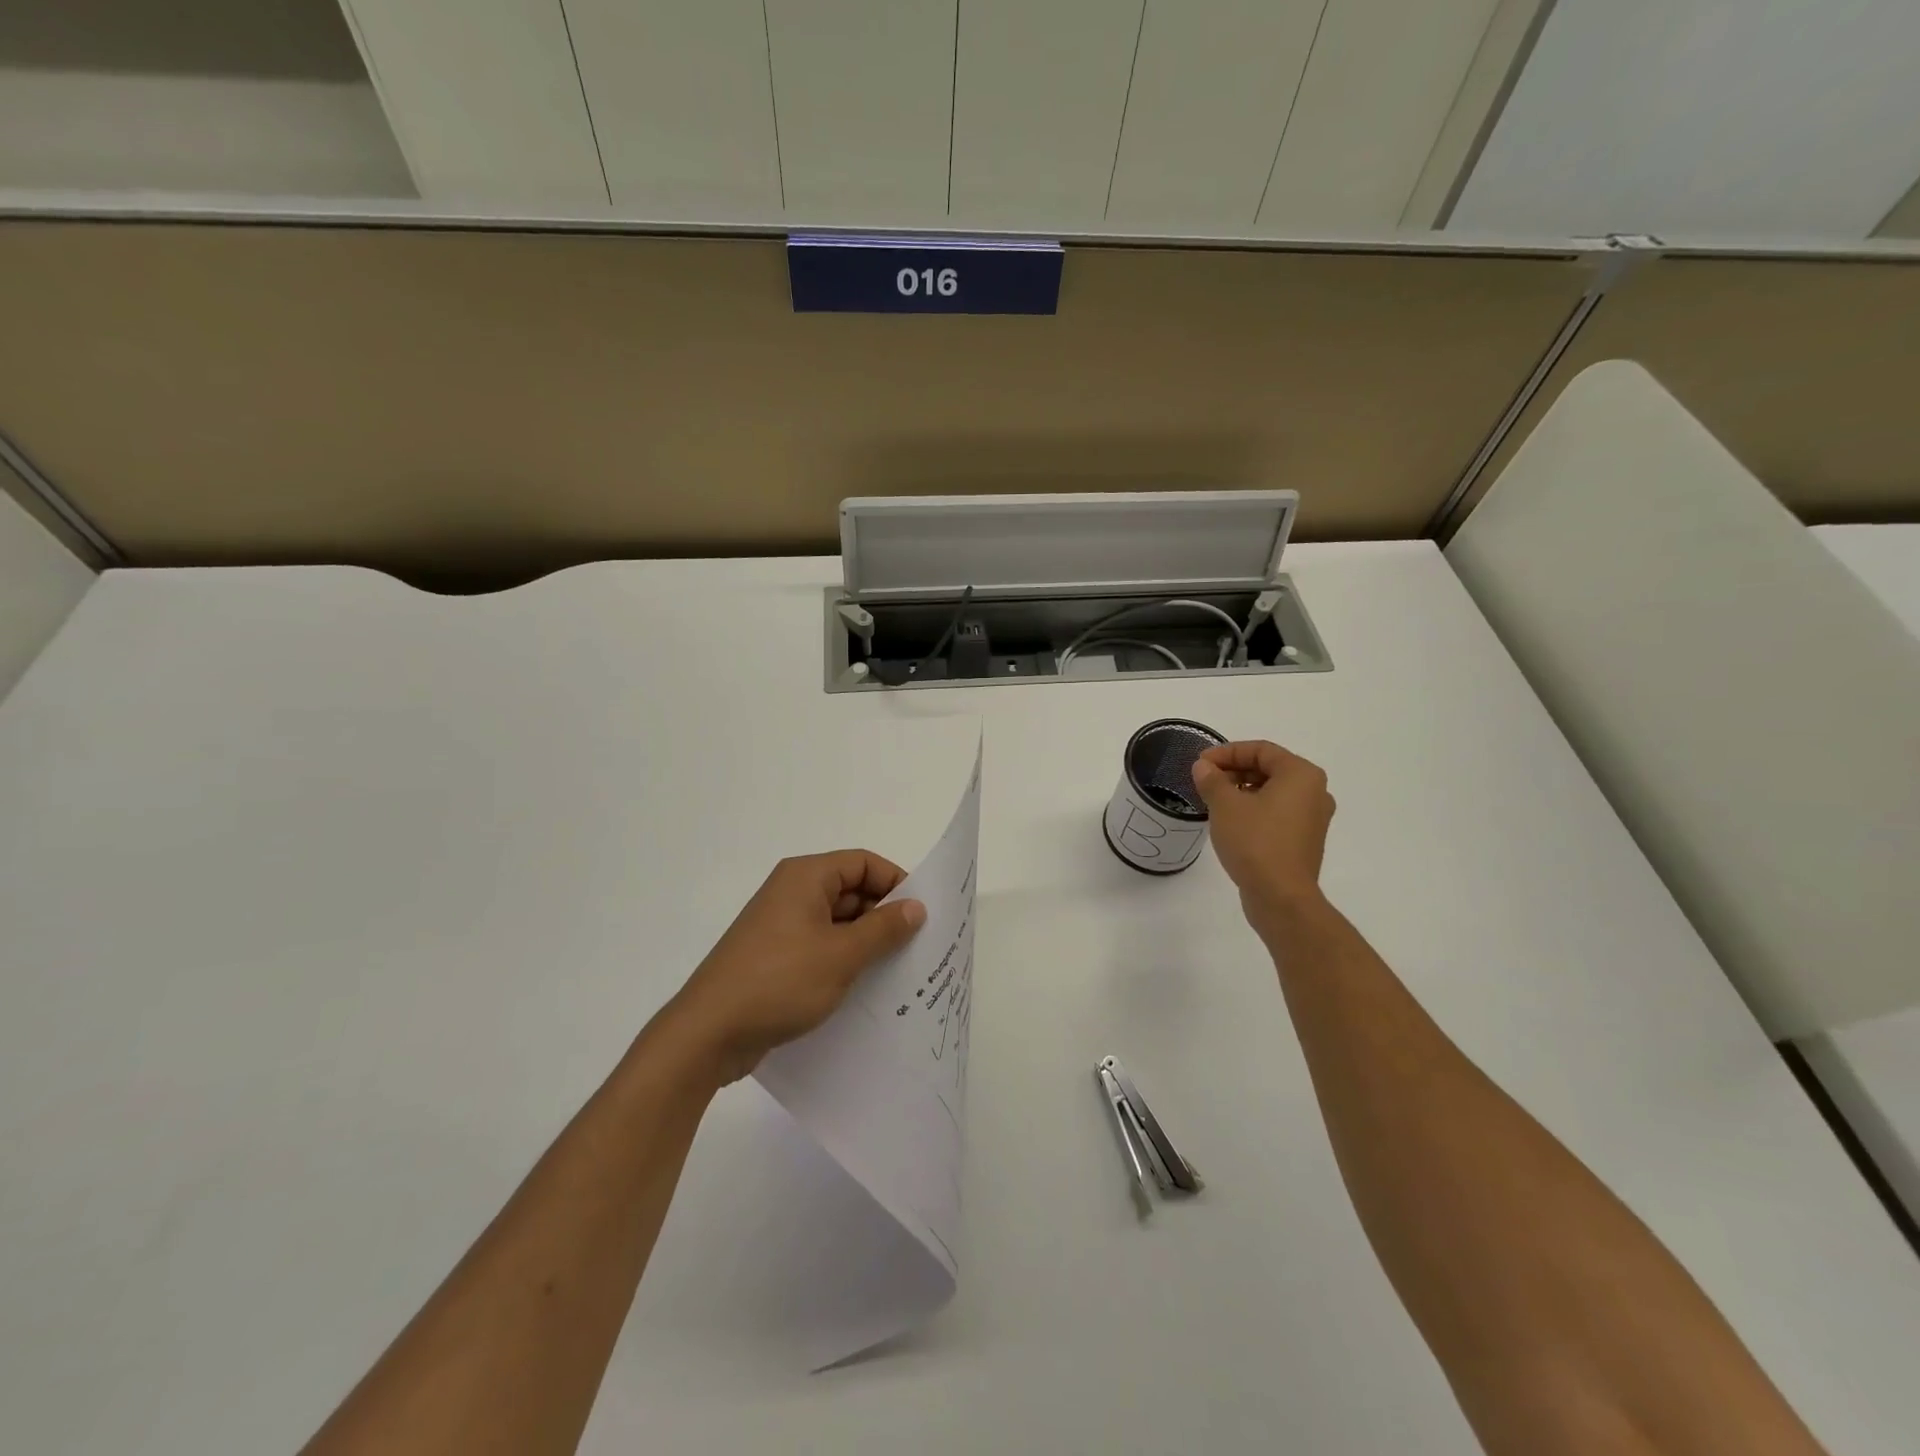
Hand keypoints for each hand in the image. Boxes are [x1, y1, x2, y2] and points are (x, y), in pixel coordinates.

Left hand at [660, 850, 926, 1084]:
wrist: (708, 1034)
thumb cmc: (779, 981)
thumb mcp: (842, 955)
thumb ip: (884, 929)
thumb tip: (916, 907)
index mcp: (805, 877)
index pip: (863, 863)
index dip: (895, 882)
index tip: (922, 914)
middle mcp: (792, 893)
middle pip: (851, 891)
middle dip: (884, 916)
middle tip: (918, 946)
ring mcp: (781, 926)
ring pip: (837, 923)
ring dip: (866, 942)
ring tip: (899, 971)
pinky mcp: (775, 957)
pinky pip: (820, 947)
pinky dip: (844, 960)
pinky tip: (865, 988)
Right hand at [1191, 740, 1335, 936]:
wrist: (1281, 897)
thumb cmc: (1255, 842)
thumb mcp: (1225, 805)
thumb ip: (1212, 780)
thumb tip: (1203, 767)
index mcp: (1301, 774)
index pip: (1260, 750)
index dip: (1226, 752)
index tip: (1200, 764)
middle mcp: (1314, 791)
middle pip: (1269, 768)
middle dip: (1234, 771)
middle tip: (1205, 781)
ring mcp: (1313, 817)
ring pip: (1273, 791)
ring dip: (1242, 790)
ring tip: (1214, 800)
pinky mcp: (1305, 839)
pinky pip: (1278, 812)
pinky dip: (1255, 808)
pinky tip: (1231, 821)